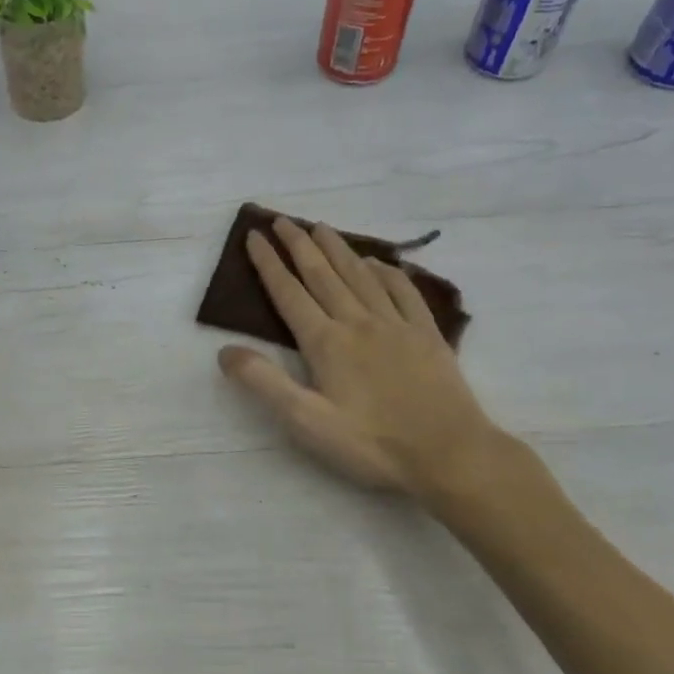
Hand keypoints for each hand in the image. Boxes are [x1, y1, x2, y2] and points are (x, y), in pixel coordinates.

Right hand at [217, 217, 505, 506]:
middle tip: (283, 220)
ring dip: (337, 249)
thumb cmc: (371, 444)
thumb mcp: (306, 422)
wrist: (448, 453)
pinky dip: (387, 271)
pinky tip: (378, 262)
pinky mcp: (426, 335)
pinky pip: (403, 291)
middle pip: (323, 274)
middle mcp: (358, 322)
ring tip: (321, 227)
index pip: (289, 293)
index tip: (255, 236)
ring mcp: (396, 325)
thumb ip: (264, 383)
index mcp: (326, 342)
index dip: (269, 264)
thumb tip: (225, 351)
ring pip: (360, 275)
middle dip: (299, 245)